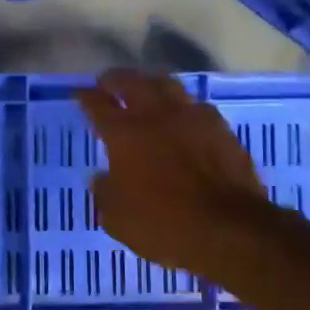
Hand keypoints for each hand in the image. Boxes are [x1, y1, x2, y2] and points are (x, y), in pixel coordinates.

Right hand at [76, 70, 291, 284]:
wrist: (229, 230)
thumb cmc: (164, 226)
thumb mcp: (118, 219)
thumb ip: (106, 193)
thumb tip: (102, 178)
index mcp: (124, 134)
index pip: (98, 105)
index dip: (86, 96)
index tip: (80, 92)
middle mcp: (156, 116)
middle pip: (132, 82)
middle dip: (116, 79)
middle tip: (108, 82)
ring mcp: (192, 118)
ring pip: (168, 85)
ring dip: (151, 83)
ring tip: (145, 88)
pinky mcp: (221, 129)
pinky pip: (197, 106)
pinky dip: (183, 105)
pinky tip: (183, 114)